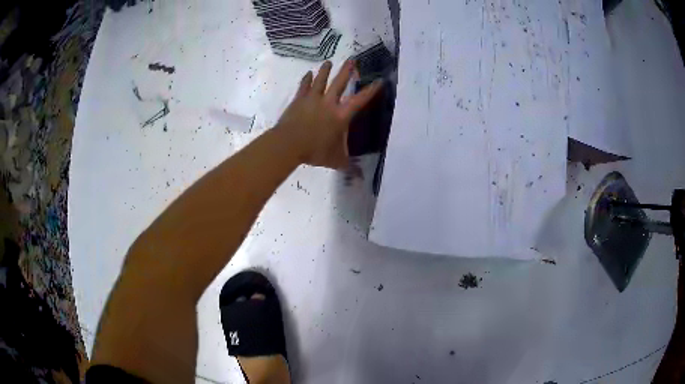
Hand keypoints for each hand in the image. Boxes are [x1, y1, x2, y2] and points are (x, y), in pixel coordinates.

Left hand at [276, 60, 382, 168]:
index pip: (360, 100)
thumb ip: (348, 166)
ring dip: (325, 70)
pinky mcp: (298, 100)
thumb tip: (360, 178)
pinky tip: (307, 73)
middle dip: (347, 70)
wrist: (289, 144)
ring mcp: (312, 99)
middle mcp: (328, 103)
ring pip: (320, 80)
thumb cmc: (314, 151)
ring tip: (328, 62)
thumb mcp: (335, 160)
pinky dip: (305, 80)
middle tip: (352, 59)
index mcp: (340, 116)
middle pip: (339, 82)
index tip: (379, 80)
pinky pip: (303, 87)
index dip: (371, 90)